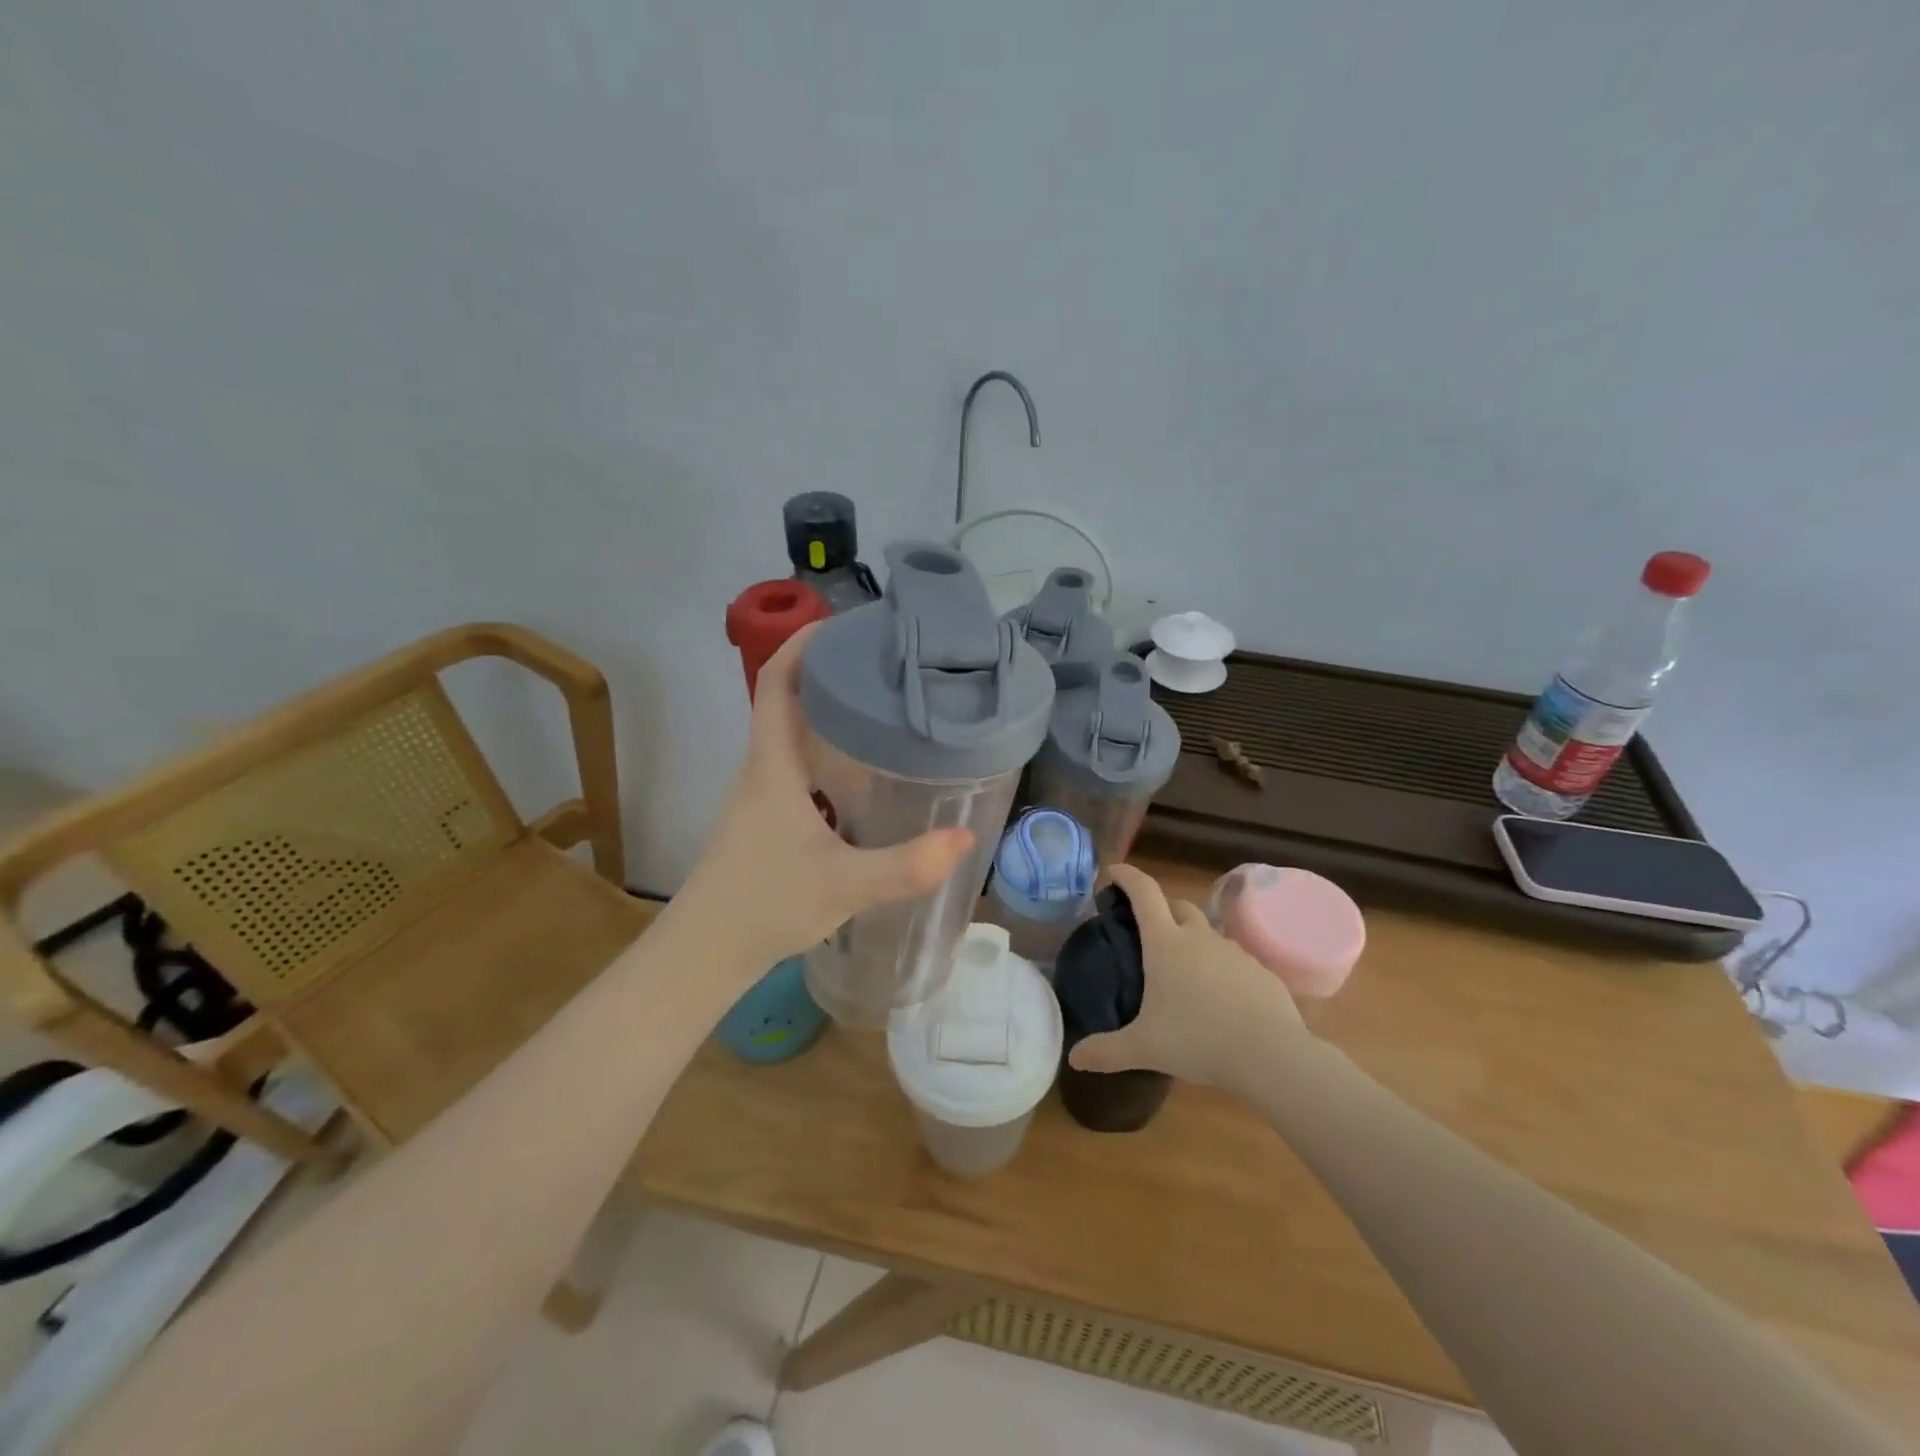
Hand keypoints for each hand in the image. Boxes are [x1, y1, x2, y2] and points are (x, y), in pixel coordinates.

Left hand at [681, 625, 972, 969]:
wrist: (704, 952)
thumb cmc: (764, 904)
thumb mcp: (843, 885)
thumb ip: (905, 866)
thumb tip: (964, 838)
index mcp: (771, 766)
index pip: (775, 682)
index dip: (801, 644)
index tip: (842, 625)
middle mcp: (761, 770)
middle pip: (786, 699)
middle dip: (827, 672)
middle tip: (882, 663)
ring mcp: (759, 796)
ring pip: (792, 735)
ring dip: (826, 712)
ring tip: (880, 705)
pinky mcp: (765, 820)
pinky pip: (797, 766)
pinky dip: (825, 751)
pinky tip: (861, 772)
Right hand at [1068, 864, 1310, 1097]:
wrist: (1272, 1055)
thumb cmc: (1198, 1041)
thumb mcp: (1145, 1049)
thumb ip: (1106, 1051)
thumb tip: (1074, 1058)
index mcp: (1166, 944)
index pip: (1144, 892)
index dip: (1127, 877)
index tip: (1113, 873)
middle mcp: (1199, 937)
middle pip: (1177, 906)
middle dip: (1161, 910)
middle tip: (1147, 934)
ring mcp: (1233, 951)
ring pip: (1207, 933)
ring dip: (1192, 941)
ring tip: (1183, 973)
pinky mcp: (1260, 971)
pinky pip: (1233, 959)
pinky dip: (1220, 968)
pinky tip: (1218, 998)